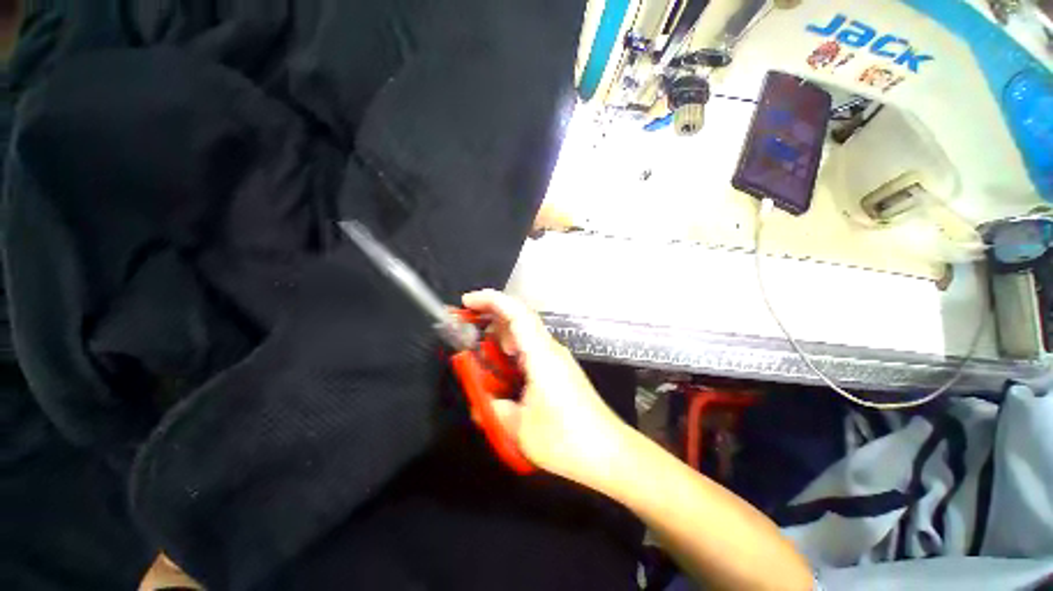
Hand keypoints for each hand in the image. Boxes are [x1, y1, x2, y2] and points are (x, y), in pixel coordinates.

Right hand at [462, 290, 625, 483]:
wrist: (608, 452)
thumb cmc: (565, 440)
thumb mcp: (520, 429)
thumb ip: (494, 409)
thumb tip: (480, 401)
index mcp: (541, 355)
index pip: (517, 314)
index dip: (491, 300)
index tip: (467, 301)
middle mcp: (551, 349)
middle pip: (521, 318)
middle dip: (492, 314)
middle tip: (466, 326)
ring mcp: (557, 358)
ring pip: (526, 333)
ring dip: (501, 334)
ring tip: (480, 348)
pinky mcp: (560, 369)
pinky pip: (532, 348)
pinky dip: (512, 349)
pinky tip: (503, 366)